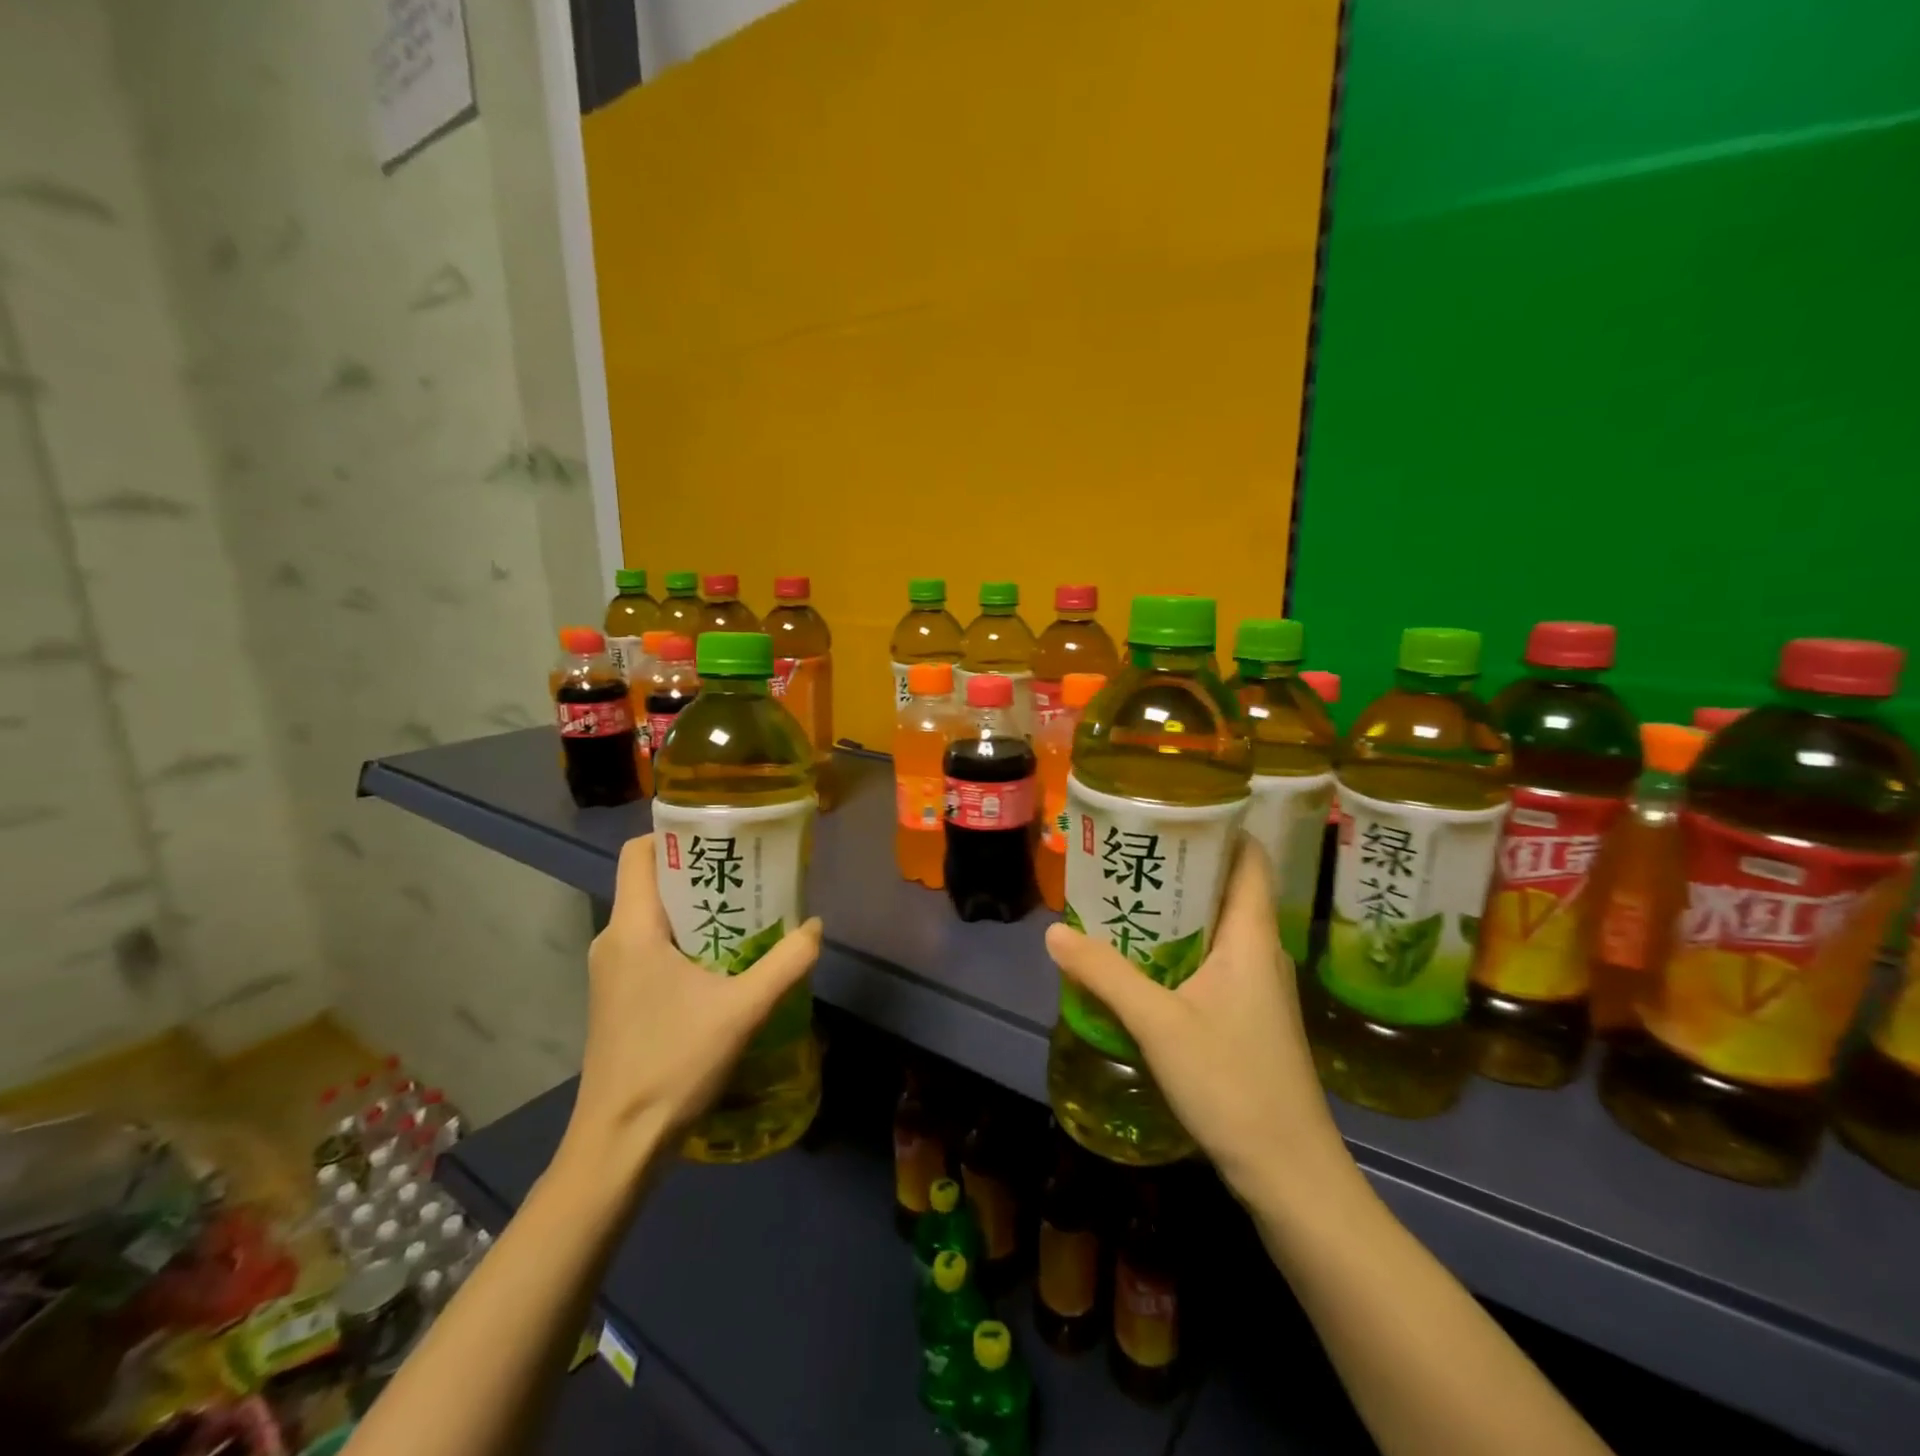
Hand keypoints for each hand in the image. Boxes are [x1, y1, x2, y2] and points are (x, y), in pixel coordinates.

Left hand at [562, 834, 822, 1177]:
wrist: (618, 1144)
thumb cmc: (673, 1063)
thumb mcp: (743, 1010)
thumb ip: (787, 963)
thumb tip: (816, 927)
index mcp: (632, 928)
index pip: (639, 852)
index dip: (676, 833)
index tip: (722, 834)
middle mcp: (612, 940)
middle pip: (652, 882)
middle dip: (701, 871)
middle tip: (751, 872)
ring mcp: (610, 972)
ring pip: (653, 917)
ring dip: (697, 910)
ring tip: (746, 913)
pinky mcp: (617, 997)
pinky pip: (651, 946)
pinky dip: (685, 940)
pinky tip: (723, 962)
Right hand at [1043, 836, 1347, 1201]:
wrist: (1291, 1175)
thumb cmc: (1233, 1084)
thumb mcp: (1158, 1023)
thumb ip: (1105, 974)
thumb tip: (1055, 932)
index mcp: (1252, 936)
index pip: (1248, 857)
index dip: (1218, 826)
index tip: (1169, 810)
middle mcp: (1260, 951)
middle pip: (1225, 887)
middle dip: (1179, 866)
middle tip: (1126, 853)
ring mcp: (1258, 987)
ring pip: (1216, 927)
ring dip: (1176, 910)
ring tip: (1123, 897)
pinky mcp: (1248, 1017)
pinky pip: (1212, 961)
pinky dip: (1179, 948)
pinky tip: (1141, 961)